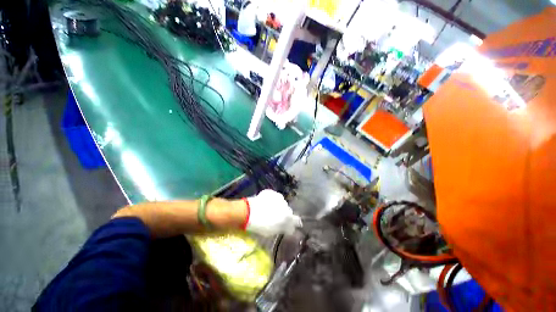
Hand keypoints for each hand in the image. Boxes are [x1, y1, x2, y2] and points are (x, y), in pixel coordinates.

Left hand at [246, 189, 301, 236]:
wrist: (249, 212)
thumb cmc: (261, 225)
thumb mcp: (274, 231)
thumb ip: (283, 228)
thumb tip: (289, 228)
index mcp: (288, 216)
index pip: (296, 220)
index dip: (295, 223)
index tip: (292, 225)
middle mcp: (286, 205)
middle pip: (288, 210)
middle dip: (284, 213)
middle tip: (277, 217)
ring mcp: (278, 197)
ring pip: (281, 202)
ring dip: (278, 206)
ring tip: (269, 209)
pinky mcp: (271, 192)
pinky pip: (274, 197)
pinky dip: (271, 200)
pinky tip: (265, 203)